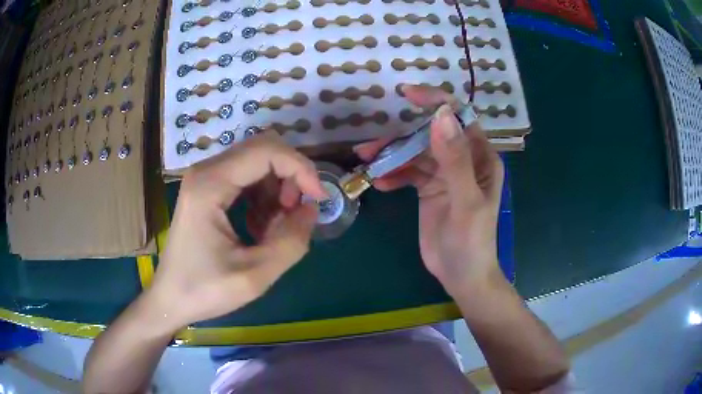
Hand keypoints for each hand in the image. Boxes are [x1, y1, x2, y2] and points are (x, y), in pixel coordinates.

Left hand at [146, 132, 326, 331]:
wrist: (170, 299)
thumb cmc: (204, 290)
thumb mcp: (254, 275)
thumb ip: (291, 241)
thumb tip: (311, 209)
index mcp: (210, 184)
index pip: (267, 151)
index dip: (301, 169)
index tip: (318, 200)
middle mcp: (206, 171)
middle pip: (263, 150)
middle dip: (290, 176)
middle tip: (296, 213)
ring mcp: (205, 178)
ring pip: (257, 163)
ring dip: (277, 189)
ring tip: (277, 227)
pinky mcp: (207, 189)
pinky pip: (246, 179)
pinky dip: (264, 198)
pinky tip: (261, 228)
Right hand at [355, 85, 503, 295]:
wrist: (460, 275)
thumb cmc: (471, 241)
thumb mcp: (466, 201)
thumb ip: (455, 160)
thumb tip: (441, 115)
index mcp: (480, 157)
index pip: (459, 118)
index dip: (437, 102)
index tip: (408, 94)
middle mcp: (463, 160)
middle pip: (430, 135)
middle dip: (402, 136)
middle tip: (371, 143)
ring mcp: (444, 174)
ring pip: (415, 153)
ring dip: (391, 155)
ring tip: (365, 160)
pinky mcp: (428, 188)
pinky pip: (408, 173)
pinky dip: (393, 174)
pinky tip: (378, 183)